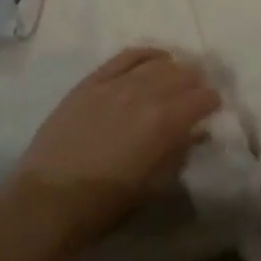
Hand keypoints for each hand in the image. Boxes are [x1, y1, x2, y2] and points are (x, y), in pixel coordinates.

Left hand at [0, 47, 219, 259]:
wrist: (45, 201)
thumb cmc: (102, 206)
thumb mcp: (151, 187)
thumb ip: (177, 153)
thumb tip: (194, 133)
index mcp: (163, 124)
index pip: (200, 99)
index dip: (212, 102)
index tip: (214, 108)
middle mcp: (144, 94)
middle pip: (181, 75)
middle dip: (195, 82)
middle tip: (199, 92)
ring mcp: (116, 83)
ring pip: (156, 64)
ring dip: (175, 68)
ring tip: (180, 75)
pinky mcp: (92, 81)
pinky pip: (126, 56)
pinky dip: (146, 54)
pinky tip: (156, 58)